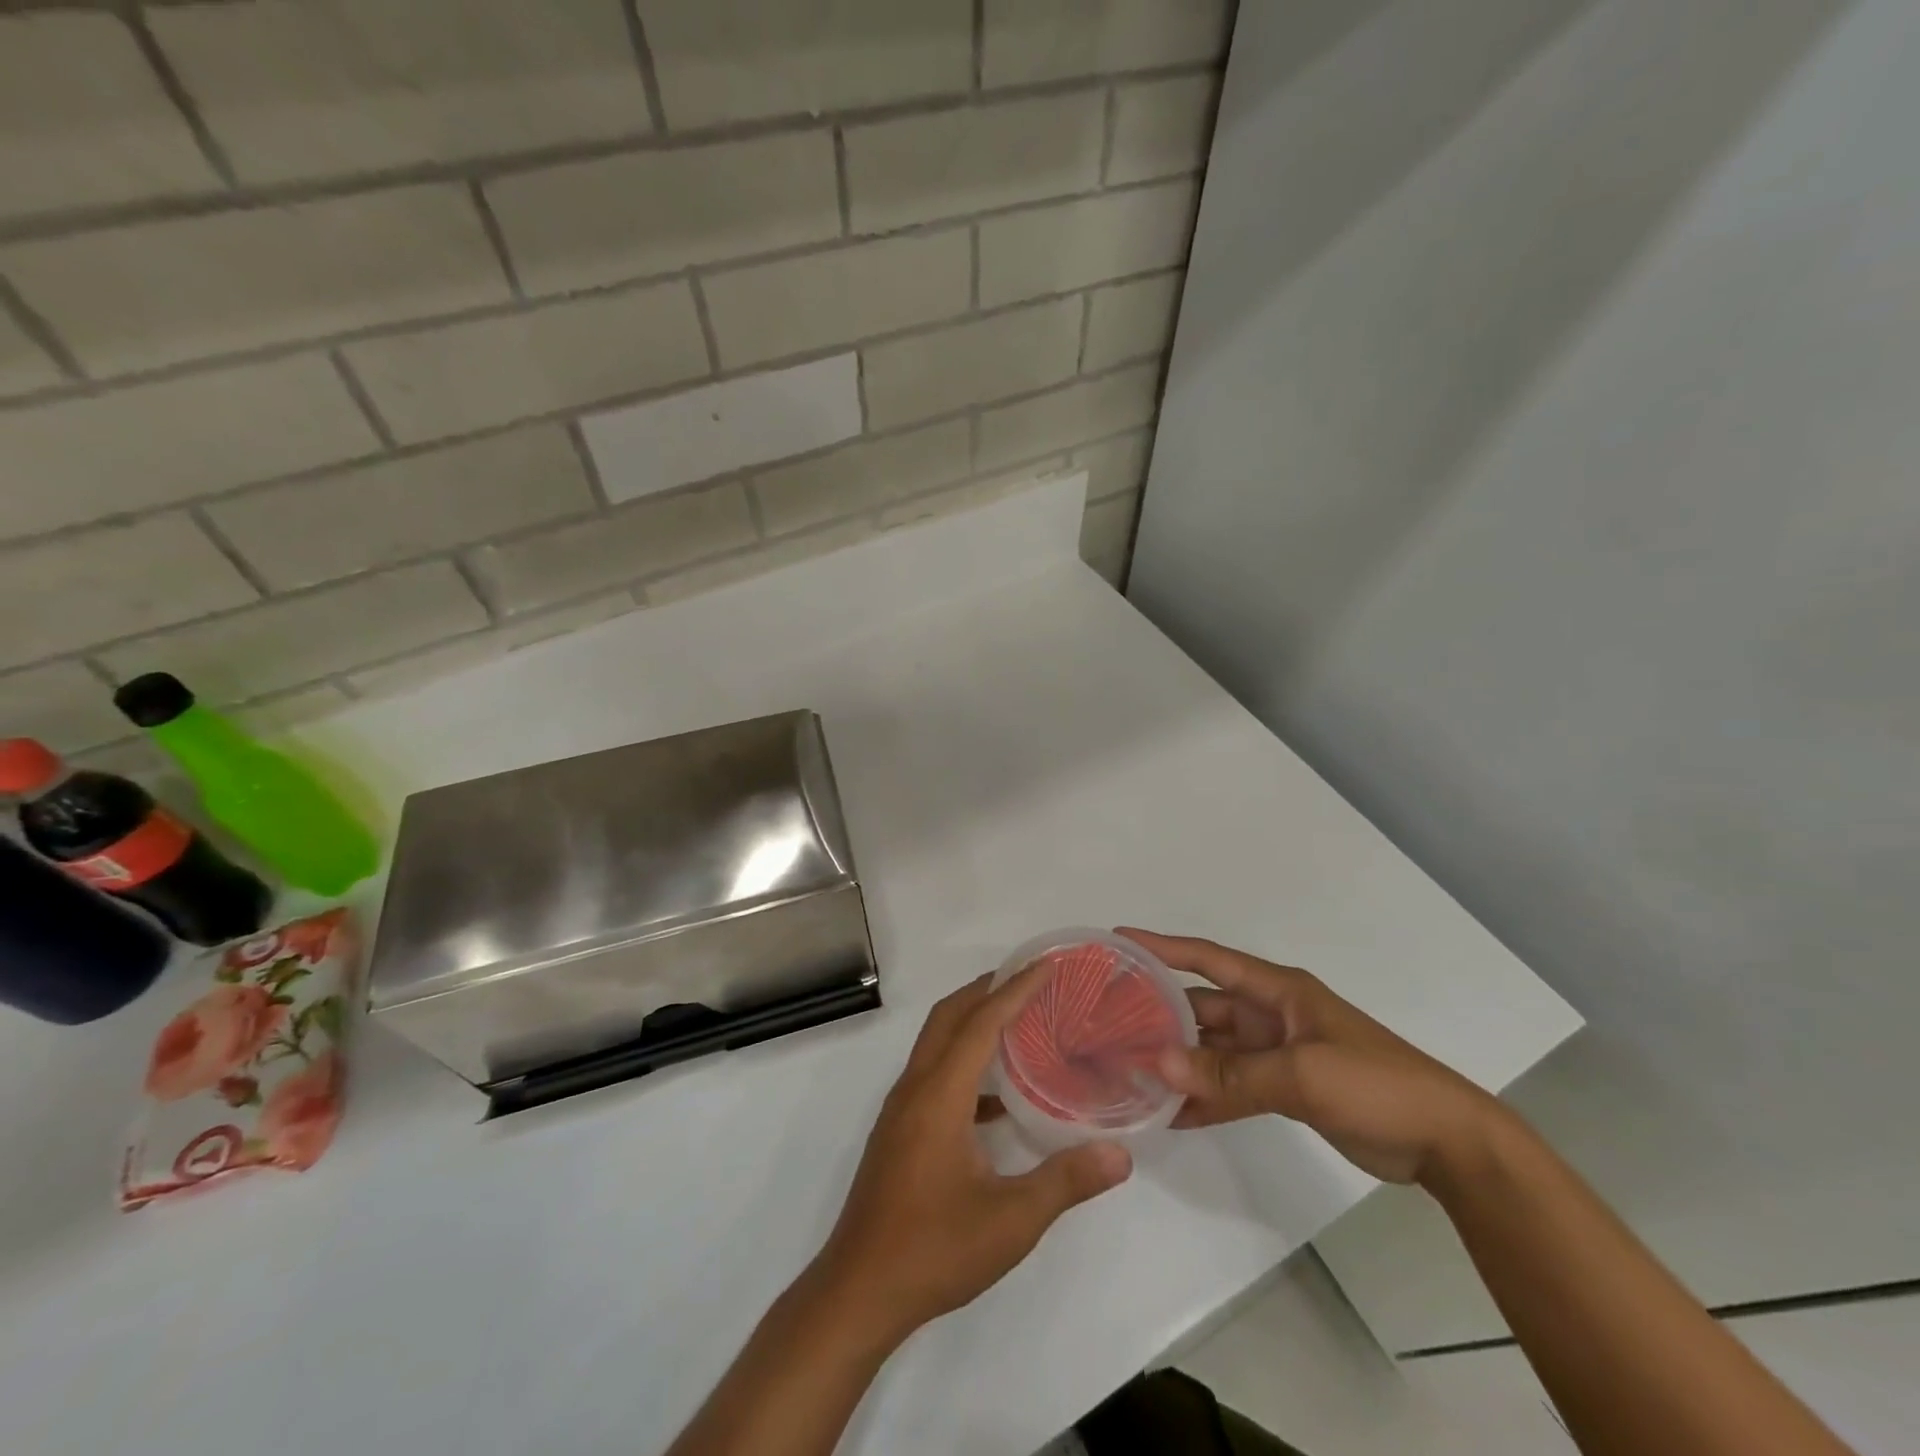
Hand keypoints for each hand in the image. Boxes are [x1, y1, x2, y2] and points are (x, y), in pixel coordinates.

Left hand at [813, 967, 1132, 1346]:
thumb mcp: (1010, 1221)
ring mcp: (902, 1108)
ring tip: (1018, 1021)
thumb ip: (1066, 1181)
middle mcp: (915, 1087)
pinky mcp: (899, 1130)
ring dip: (973, 1021)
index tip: (1045, 964)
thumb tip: (1120, 1153)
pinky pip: (934, 1073)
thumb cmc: (934, 1250)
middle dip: (987, 988)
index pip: (981, 1022)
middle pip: (950, 1016)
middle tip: (1030, 978)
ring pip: (937, 1042)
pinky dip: (964, 1062)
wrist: (859, 1291)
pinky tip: (997, 1097)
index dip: (1015, 989)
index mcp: (940, 1094)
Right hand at [1119, 929, 1506, 1185]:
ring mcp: (1276, 1052)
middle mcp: (1269, 1013)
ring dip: (1179, 1060)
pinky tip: (1171, 1114)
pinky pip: (1232, 1086)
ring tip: (1129, 1071)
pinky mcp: (1285, 1088)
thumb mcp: (1302, 1074)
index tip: (1118, 939)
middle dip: (1160, 1013)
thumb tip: (1159, 1065)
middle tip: (1109, 1023)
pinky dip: (1205, 1097)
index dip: (1162, 946)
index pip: (1207, 958)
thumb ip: (1231, 1073)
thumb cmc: (1375, 1083)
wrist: (1446, 1141)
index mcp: (1276, 990)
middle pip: (1202, 1007)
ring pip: (1212, 1050)